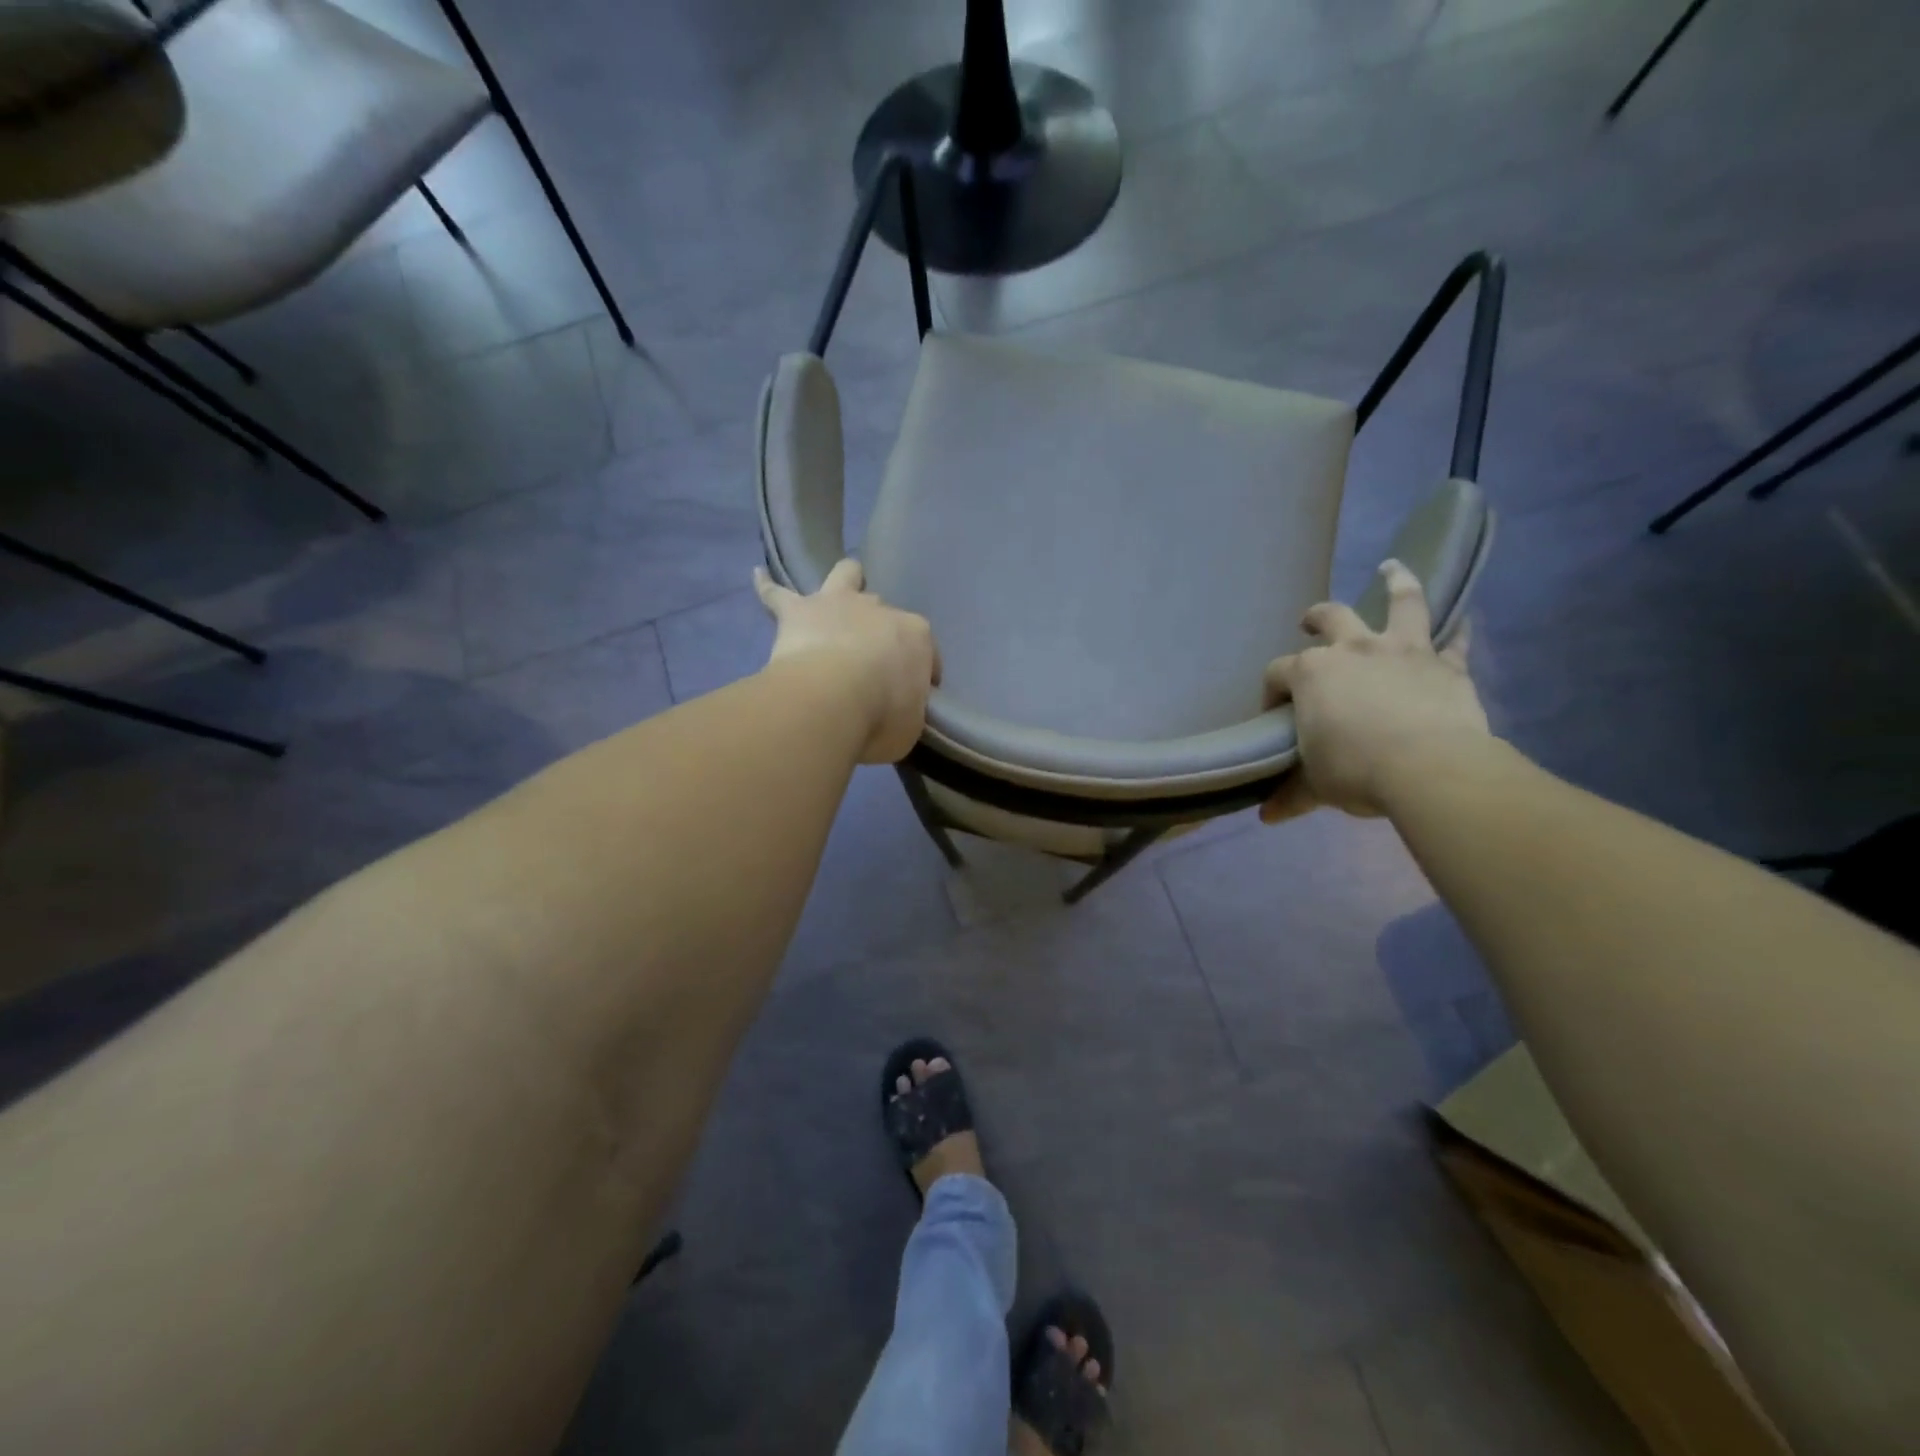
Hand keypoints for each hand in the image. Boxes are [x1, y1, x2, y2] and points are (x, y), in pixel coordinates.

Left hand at [754, 559, 939, 764]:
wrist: (831, 701)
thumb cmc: (881, 716)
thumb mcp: (909, 725)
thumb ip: (907, 711)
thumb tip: (897, 711)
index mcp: (915, 636)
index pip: (924, 649)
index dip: (921, 671)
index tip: (912, 694)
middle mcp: (879, 610)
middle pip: (883, 612)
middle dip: (879, 629)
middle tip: (871, 657)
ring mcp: (838, 604)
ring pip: (844, 575)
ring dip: (845, 580)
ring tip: (839, 589)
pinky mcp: (797, 611)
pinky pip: (776, 593)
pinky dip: (767, 587)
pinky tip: (758, 576)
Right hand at [1258, 559, 1489, 822]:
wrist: (1429, 769)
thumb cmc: (1356, 771)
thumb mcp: (1315, 786)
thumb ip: (1291, 795)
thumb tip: (1266, 817)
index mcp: (1312, 674)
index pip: (1278, 673)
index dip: (1271, 691)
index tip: (1274, 714)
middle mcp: (1353, 650)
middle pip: (1330, 618)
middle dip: (1315, 617)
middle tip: (1309, 621)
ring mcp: (1403, 651)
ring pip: (1400, 603)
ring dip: (1396, 583)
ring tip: (1392, 568)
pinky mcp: (1446, 664)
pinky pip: (1456, 639)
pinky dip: (1459, 629)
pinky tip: (1463, 619)